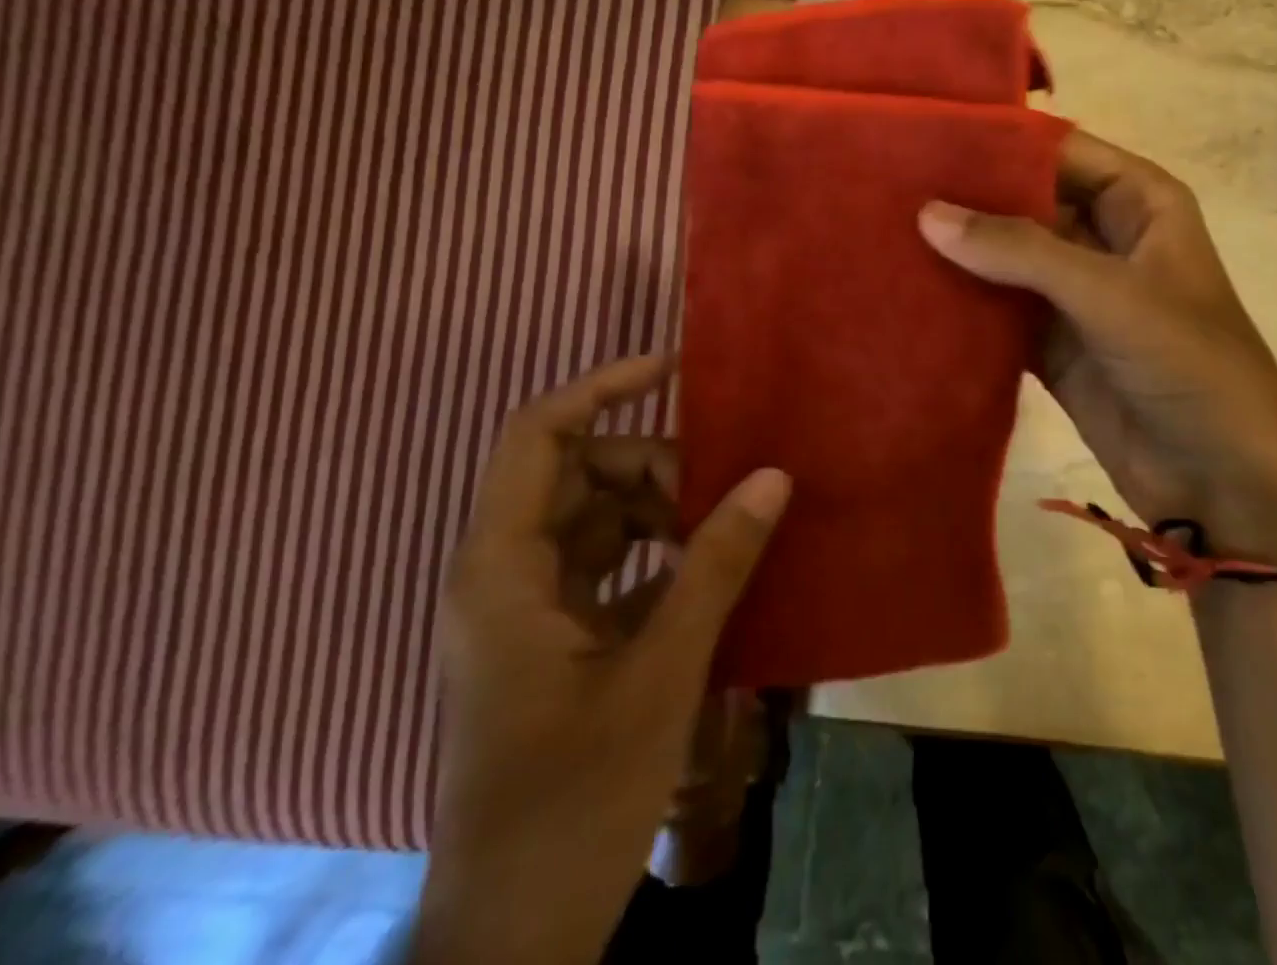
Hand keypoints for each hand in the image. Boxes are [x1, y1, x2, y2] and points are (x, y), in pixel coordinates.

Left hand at [413, 354, 790, 964]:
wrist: (512, 941)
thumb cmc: (573, 802)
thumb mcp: (659, 673)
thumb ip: (714, 566)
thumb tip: (772, 478)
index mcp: (504, 567)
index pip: (539, 436)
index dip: (600, 388)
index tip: (670, 369)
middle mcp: (504, 574)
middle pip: (577, 475)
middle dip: (649, 465)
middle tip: (721, 483)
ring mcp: (526, 611)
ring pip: (593, 521)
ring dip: (657, 512)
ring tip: (724, 524)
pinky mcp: (550, 644)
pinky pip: (605, 569)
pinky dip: (654, 558)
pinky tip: (709, 573)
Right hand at [919, 130, 1276, 566]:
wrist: (1223, 484)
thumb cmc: (1189, 366)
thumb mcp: (1109, 295)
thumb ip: (1019, 251)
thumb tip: (928, 213)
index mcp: (1139, 203)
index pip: (1058, 150)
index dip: (998, 141)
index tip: (926, 136)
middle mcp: (1103, 238)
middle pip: (1024, 202)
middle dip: (966, 198)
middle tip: (889, 185)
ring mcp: (1074, 294)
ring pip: (1005, 258)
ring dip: (957, 251)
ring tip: (883, 230)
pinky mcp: (1051, 344)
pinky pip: (997, 311)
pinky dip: (961, 304)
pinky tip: (907, 291)